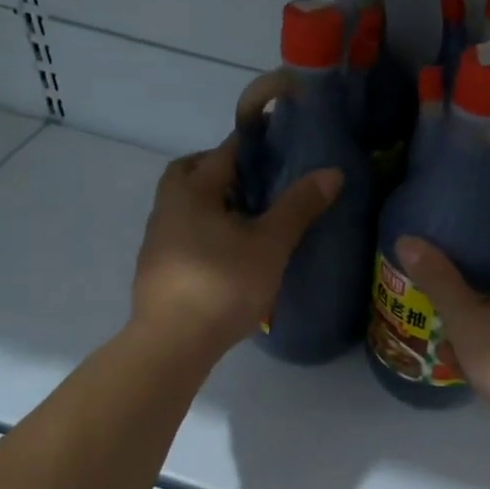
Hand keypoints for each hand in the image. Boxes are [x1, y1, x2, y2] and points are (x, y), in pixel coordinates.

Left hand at [133, 135, 340, 356]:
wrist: (173, 343)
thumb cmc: (223, 284)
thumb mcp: (270, 244)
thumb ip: (298, 207)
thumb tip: (332, 171)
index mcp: (192, 191)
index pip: (224, 152)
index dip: (254, 145)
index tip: (282, 146)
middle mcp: (167, 207)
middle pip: (191, 173)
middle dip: (221, 170)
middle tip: (257, 183)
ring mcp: (157, 240)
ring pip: (185, 206)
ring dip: (213, 204)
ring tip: (250, 220)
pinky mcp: (158, 270)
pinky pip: (183, 235)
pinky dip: (205, 232)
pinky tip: (229, 255)